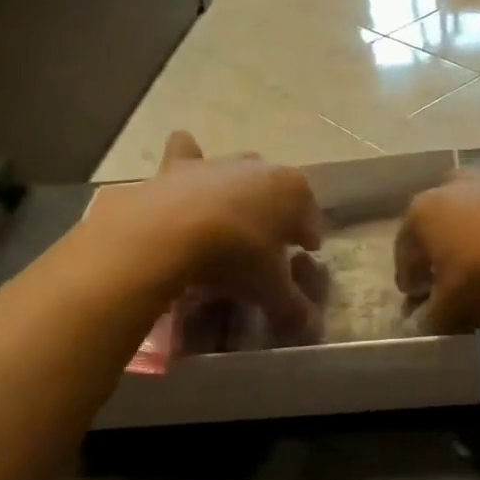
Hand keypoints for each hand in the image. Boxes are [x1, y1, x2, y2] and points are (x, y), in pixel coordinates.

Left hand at [95, 131, 324, 339]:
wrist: (169, 231)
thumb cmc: (235, 255)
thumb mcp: (269, 288)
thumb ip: (291, 306)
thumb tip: (308, 326)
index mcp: (293, 191)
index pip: (310, 216)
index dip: (308, 237)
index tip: (304, 253)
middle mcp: (261, 168)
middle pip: (276, 190)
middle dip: (275, 212)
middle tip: (266, 243)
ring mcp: (219, 163)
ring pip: (237, 172)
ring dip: (237, 191)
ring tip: (227, 221)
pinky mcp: (179, 166)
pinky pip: (187, 153)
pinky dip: (188, 160)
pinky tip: (182, 181)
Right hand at [396, 172, 479, 332]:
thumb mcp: (454, 310)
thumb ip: (432, 317)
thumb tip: (426, 319)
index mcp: (421, 213)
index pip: (404, 254)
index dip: (410, 281)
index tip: (418, 302)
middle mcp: (450, 185)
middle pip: (436, 225)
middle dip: (440, 251)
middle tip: (452, 280)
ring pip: (473, 211)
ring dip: (475, 234)